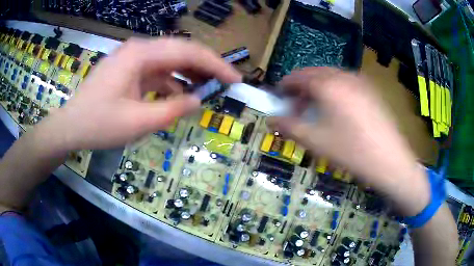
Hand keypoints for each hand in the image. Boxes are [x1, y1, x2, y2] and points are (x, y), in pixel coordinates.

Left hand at [40, 38, 240, 150]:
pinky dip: (171, 82)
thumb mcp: (137, 122)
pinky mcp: (128, 70)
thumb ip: (171, 110)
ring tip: (208, 89)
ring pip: (169, 60)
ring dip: (189, 73)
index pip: (187, 52)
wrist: (70, 127)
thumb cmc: (98, 124)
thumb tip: (197, 101)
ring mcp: (132, 59)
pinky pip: (156, 71)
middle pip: (181, 51)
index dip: (215, 65)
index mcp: (140, 54)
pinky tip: (180, 94)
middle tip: (226, 83)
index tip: (235, 79)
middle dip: (206, 66)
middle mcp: (138, 49)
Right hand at [268, 67, 429, 215]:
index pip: (297, 76)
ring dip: (318, 90)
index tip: (278, 99)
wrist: (390, 160)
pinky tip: (338, 111)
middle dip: (301, 89)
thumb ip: (288, 127)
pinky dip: (334, 91)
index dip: (284, 87)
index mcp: (327, 84)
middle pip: (314, 74)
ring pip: (330, 78)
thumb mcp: (315, 141)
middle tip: (297, 109)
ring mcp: (360, 81)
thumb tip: (270, 120)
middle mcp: (343, 75)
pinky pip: (345, 83)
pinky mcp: (371, 89)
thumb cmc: (351, 151)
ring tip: (317, 111)